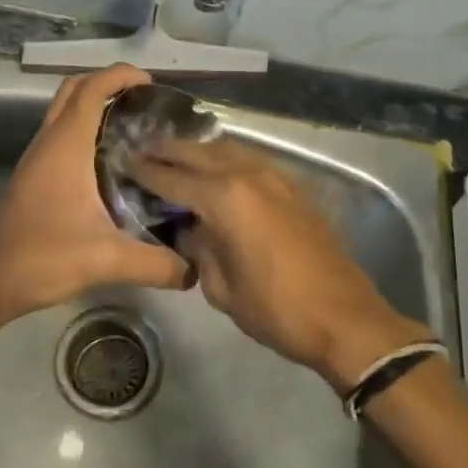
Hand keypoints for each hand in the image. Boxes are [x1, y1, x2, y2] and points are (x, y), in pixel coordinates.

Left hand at [0, 65, 190, 323]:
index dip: (120, 76)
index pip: (92, 89)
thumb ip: (156, 264)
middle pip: (75, 90)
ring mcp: (38, 158)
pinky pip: (61, 135)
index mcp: (66, 146)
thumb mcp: (106, 260)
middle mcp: (49, 142)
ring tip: (134, 126)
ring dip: (94, 106)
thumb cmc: (42, 257)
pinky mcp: (34, 175)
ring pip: (65, 111)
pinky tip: (110, 161)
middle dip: (108, 83)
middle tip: (144, 102)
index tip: (152, 83)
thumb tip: (195, 271)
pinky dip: (85, 130)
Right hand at [125, 138, 434, 391]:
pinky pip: (251, 161)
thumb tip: (188, 230)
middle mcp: (248, 175)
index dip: (145, 171)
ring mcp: (276, 177)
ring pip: (228, 150)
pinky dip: (227, 160)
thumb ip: (198, 249)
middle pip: (199, 152)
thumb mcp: (221, 288)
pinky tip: (217, 173)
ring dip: (199, 151)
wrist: (345, 319)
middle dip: (168, 150)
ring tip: (176, 156)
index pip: (173, 178)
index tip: (123, 162)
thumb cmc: (276, 309)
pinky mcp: (294, 188)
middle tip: (142, 149)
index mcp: (225, 198)